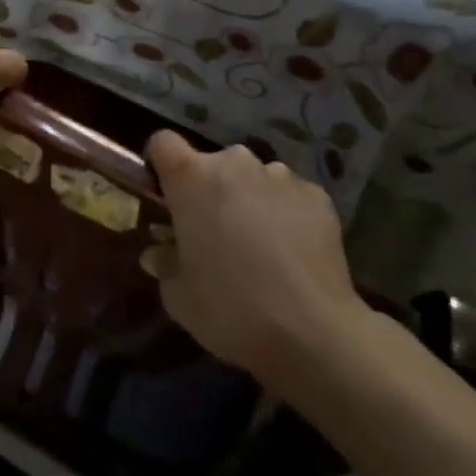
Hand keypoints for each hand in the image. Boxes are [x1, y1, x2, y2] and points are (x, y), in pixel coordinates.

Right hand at [141, 131, 365, 384]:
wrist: (313, 332)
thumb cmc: (230, 308)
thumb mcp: (178, 296)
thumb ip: (164, 263)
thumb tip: (159, 252)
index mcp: (192, 177)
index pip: (163, 143)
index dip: (160, 165)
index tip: (165, 196)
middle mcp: (235, 162)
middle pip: (212, 164)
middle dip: (209, 191)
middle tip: (213, 234)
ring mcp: (280, 175)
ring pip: (252, 179)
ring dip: (248, 201)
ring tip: (259, 247)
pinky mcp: (316, 195)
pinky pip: (288, 196)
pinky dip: (284, 214)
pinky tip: (292, 254)